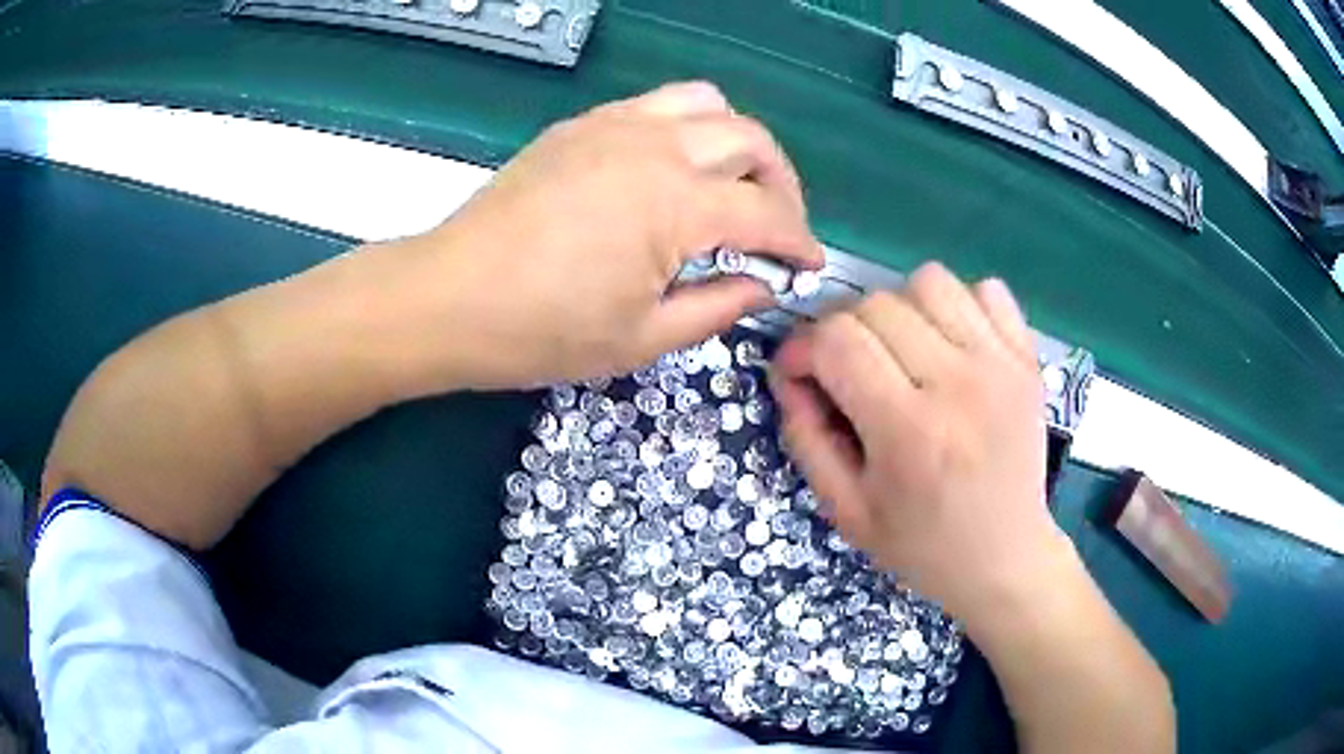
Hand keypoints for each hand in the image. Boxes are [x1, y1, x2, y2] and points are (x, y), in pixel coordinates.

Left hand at [384, 81, 821, 392]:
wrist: (449, 297)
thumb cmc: (541, 331)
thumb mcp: (642, 339)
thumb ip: (717, 307)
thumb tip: (763, 285)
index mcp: (676, 204)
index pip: (767, 212)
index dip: (799, 241)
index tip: (809, 264)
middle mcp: (656, 147)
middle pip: (751, 140)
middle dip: (782, 183)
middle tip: (777, 226)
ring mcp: (615, 126)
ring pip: (708, 103)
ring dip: (737, 141)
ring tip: (732, 184)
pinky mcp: (582, 124)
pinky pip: (657, 104)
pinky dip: (687, 127)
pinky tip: (673, 169)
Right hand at [770, 263, 1067, 625]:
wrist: (1005, 558)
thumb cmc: (922, 545)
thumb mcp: (846, 511)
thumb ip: (806, 438)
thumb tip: (788, 375)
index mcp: (908, 431)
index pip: (838, 340)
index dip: (803, 346)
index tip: (800, 373)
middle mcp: (958, 385)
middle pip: (877, 303)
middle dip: (844, 331)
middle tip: (849, 372)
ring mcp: (1001, 365)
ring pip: (930, 281)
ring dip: (901, 308)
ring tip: (904, 352)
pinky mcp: (1027, 359)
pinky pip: (987, 289)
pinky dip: (961, 305)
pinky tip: (953, 345)